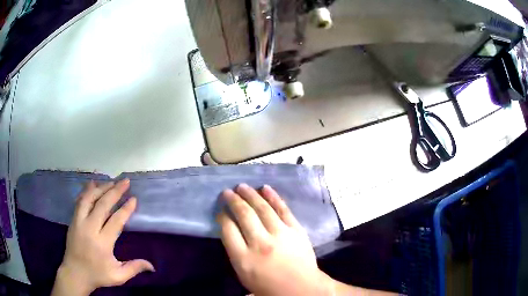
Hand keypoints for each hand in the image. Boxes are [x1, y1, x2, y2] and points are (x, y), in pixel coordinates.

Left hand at [52, 179, 154, 295]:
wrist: (75, 273)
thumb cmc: (98, 275)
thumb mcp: (118, 277)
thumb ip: (134, 268)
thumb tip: (152, 266)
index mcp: (102, 243)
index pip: (115, 221)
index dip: (125, 209)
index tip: (134, 198)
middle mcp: (90, 228)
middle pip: (102, 205)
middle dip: (115, 191)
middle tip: (125, 181)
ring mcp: (79, 222)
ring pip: (89, 199)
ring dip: (101, 188)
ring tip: (112, 182)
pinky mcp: (73, 220)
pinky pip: (80, 201)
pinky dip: (87, 191)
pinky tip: (93, 184)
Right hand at [217, 184, 334, 295]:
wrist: (302, 288)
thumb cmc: (270, 287)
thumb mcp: (244, 276)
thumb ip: (235, 253)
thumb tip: (230, 232)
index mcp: (244, 258)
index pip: (228, 230)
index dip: (222, 217)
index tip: (220, 210)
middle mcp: (260, 243)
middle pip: (244, 215)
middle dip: (233, 201)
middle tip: (227, 192)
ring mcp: (280, 235)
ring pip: (262, 208)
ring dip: (250, 195)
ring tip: (242, 186)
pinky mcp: (296, 230)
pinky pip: (283, 209)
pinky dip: (274, 197)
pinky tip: (266, 188)